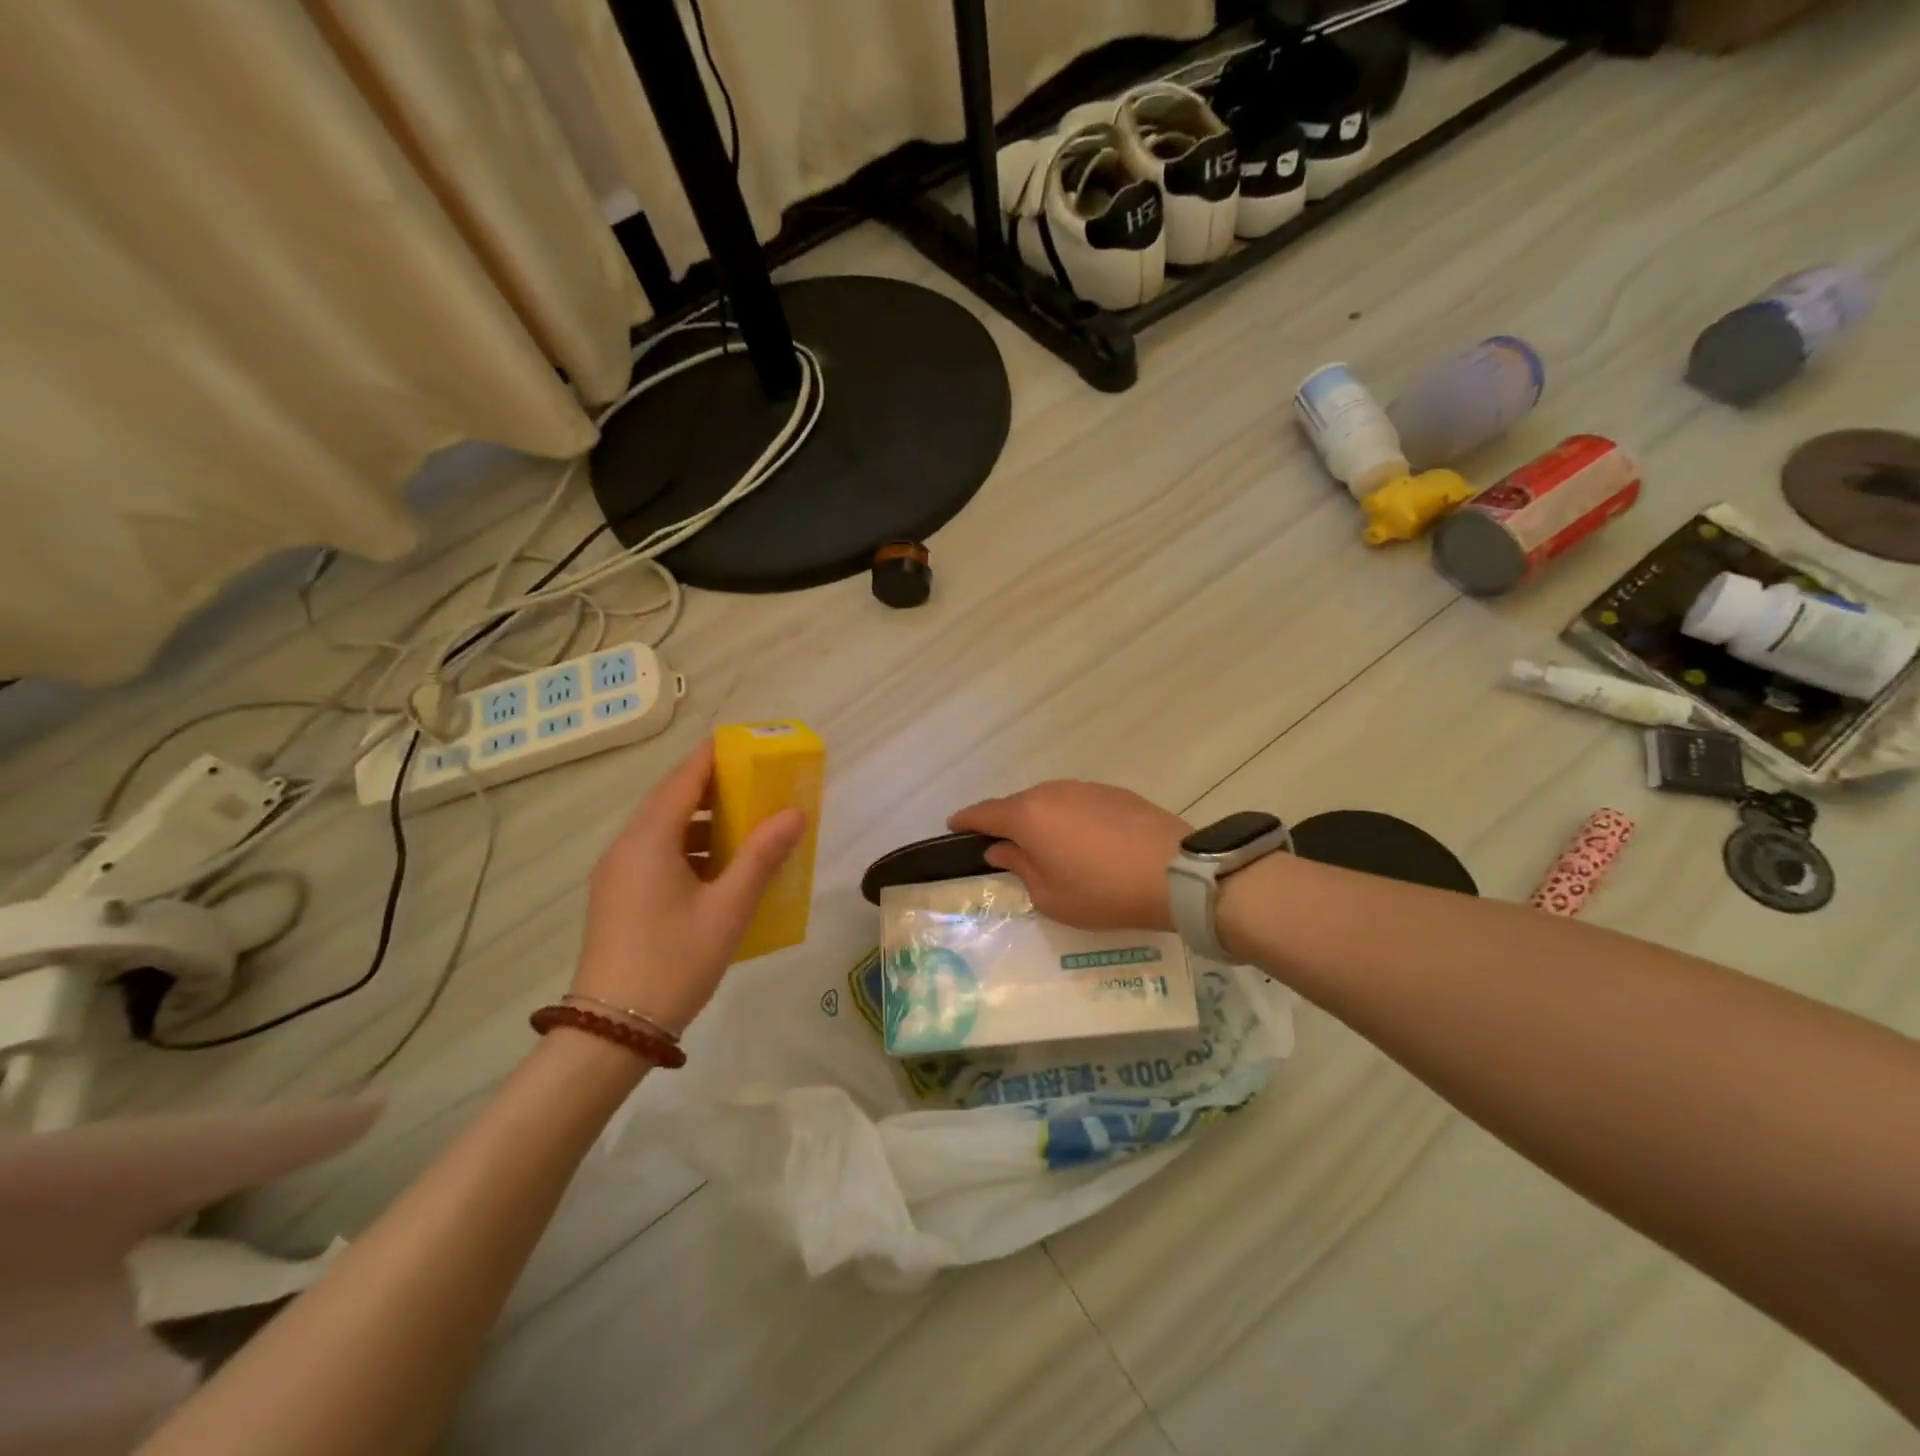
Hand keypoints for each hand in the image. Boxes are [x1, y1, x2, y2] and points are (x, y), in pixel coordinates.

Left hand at [571, 740, 803, 1035]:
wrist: (613, 1030)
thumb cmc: (674, 961)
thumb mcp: (729, 908)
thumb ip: (762, 856)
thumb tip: (794, 813)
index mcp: (649, 840)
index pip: (683, 779)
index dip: (715, 756)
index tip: (748, 744)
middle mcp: (626, 847)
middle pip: (671, 800)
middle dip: (714, 788)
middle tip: (758, 785)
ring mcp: (618, 873)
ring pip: (664, 830)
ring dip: (703, 821)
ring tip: (747, 826)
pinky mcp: (618, 897)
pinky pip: (657, 855)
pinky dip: (690, 849)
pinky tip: (721, 870)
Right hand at [948, 781, 1188, 931]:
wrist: (1173, 872)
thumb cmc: (1102, 891)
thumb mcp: (1050, 895)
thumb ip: (1019, 867)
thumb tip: (1000, 849)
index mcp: (1028, 815)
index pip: (985, 813)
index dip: (966, 820)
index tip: (953, 825)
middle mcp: (1052, 792)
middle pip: (1018, 804)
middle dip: (1006, 822)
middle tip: (1004, 846)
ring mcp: (1086, 788)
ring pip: (1050, 801)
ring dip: (1041, 820)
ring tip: (1047, 845)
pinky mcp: (1114, 792)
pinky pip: (1078, 803)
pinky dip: (1070, 818)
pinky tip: (1084, 841)